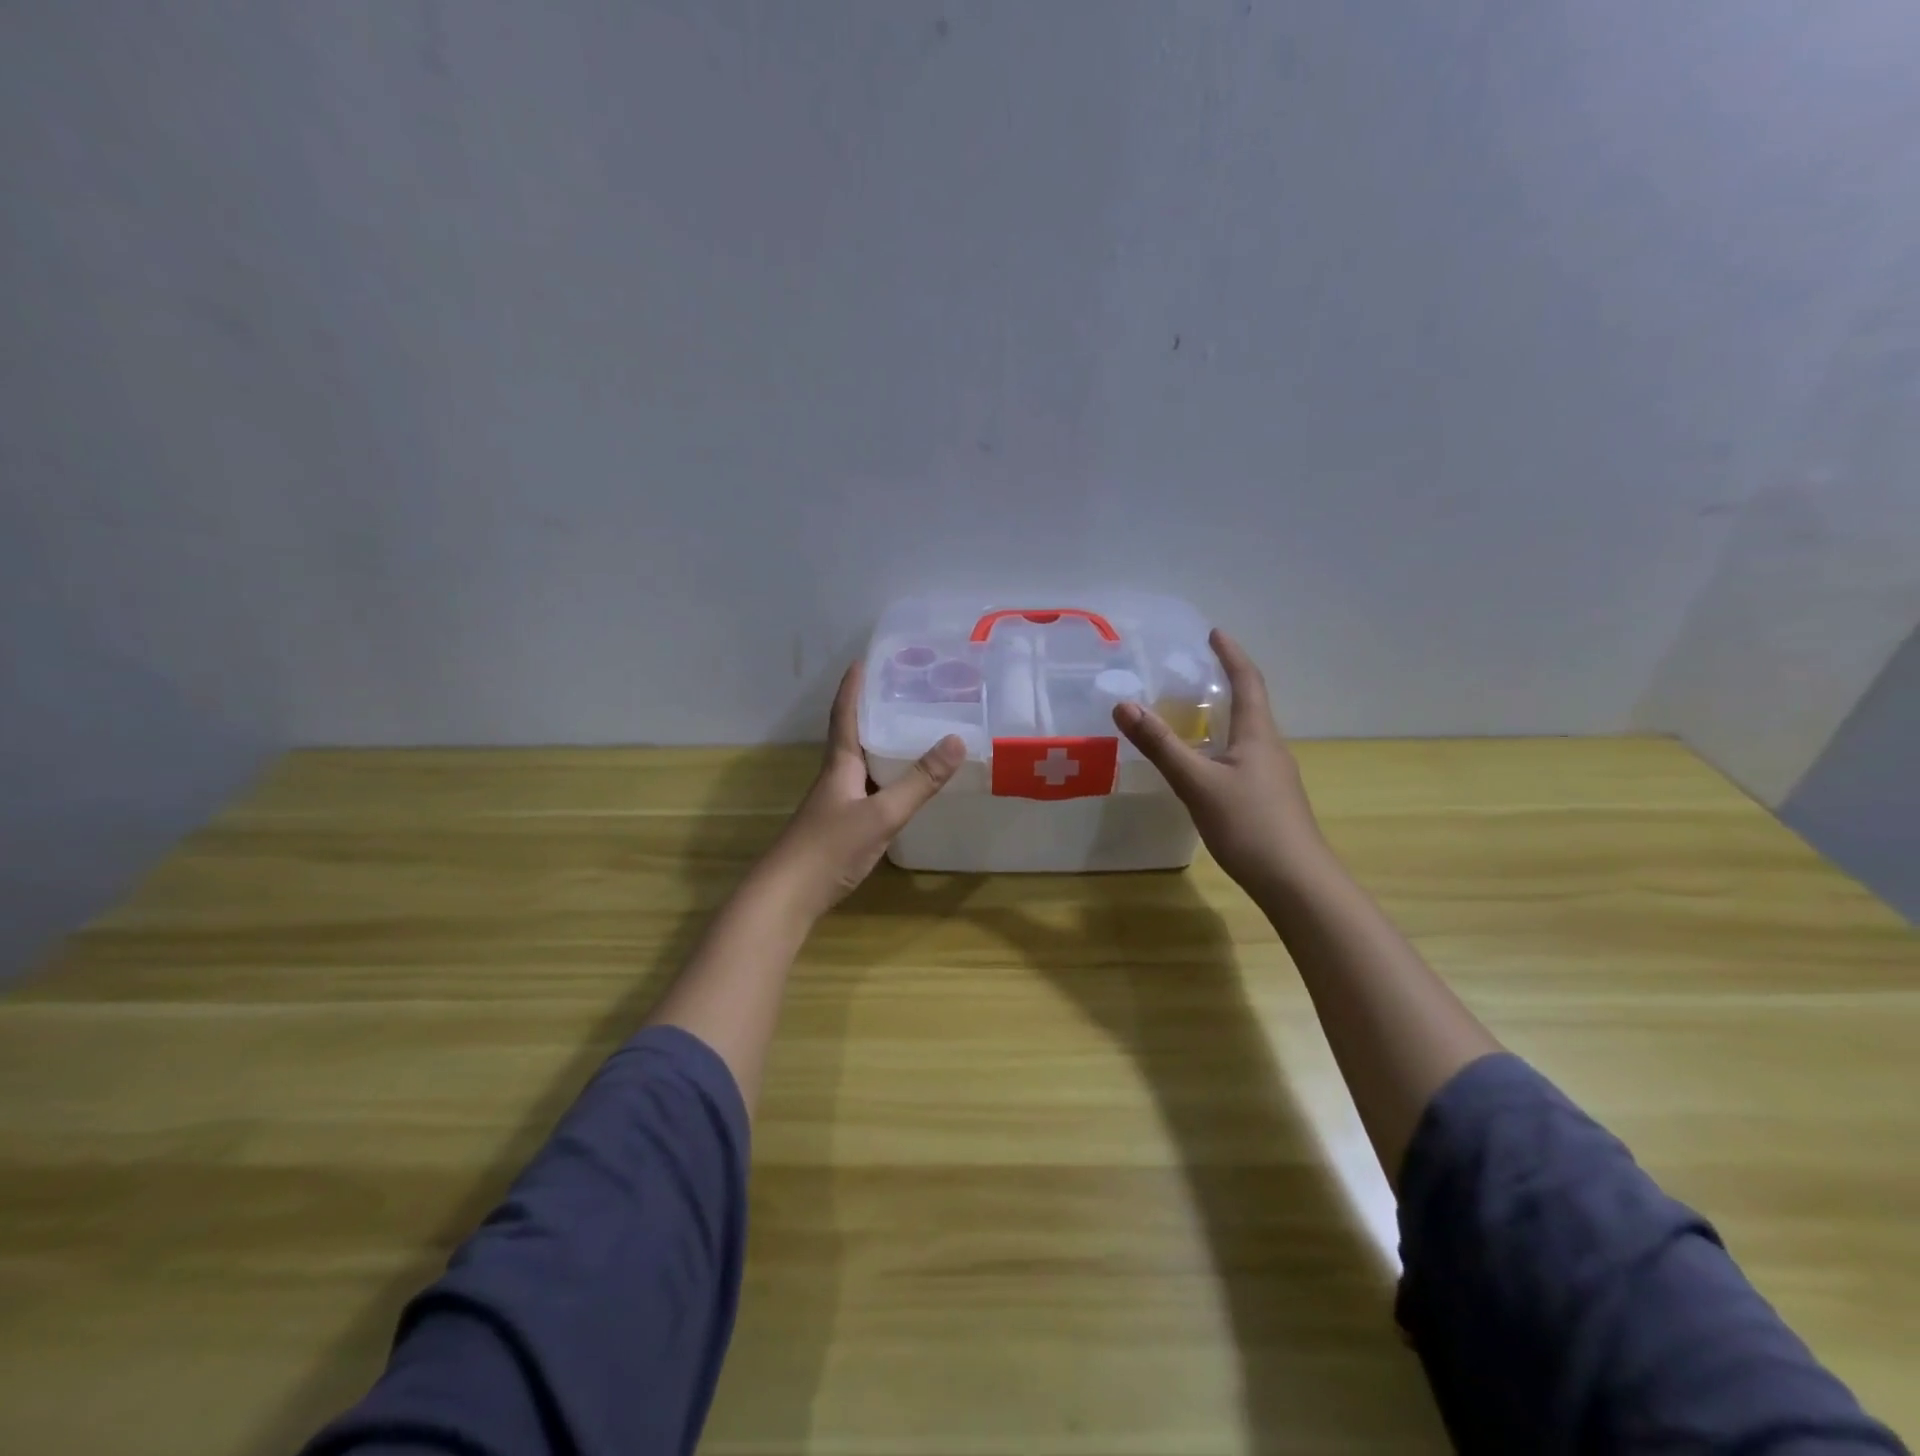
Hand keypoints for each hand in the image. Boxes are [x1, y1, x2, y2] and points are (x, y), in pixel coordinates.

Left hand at [760, 661, 965, 919]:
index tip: (863, 660)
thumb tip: (957, 739)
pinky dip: (886, 777)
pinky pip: (868, 787)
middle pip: (854, 734)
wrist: (788, 896)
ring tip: (912, 729)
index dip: (853, 687)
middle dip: (874, 710)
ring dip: (882, 744)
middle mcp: (836, 776)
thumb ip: (919, 781)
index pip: (845, 715)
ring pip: (862, 762)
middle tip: (905, 691)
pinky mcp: (841, 824)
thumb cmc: (830, 847)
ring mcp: (836, 802)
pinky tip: (904, 784)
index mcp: (839, 764)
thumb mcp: (881, 814)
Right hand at [1113, 628, 1327, 897]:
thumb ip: (1160, 745)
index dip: (1231, 655)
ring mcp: (1273, 777)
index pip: (1248, 682)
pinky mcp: (1269, 800)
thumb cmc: (1249, 825)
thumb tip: (1123, 705)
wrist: (1296, 882)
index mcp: (1258, 735)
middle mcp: (1270, 749)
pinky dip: (1223, 746)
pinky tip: (1206, 765)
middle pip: (1252, 705)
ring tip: (1196, 712)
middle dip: (1228, 682)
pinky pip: (1244, 759)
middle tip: (1198, 669)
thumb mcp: (1196, 783)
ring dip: (1226, 716)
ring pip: (1247, 735)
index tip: (1215, 633)